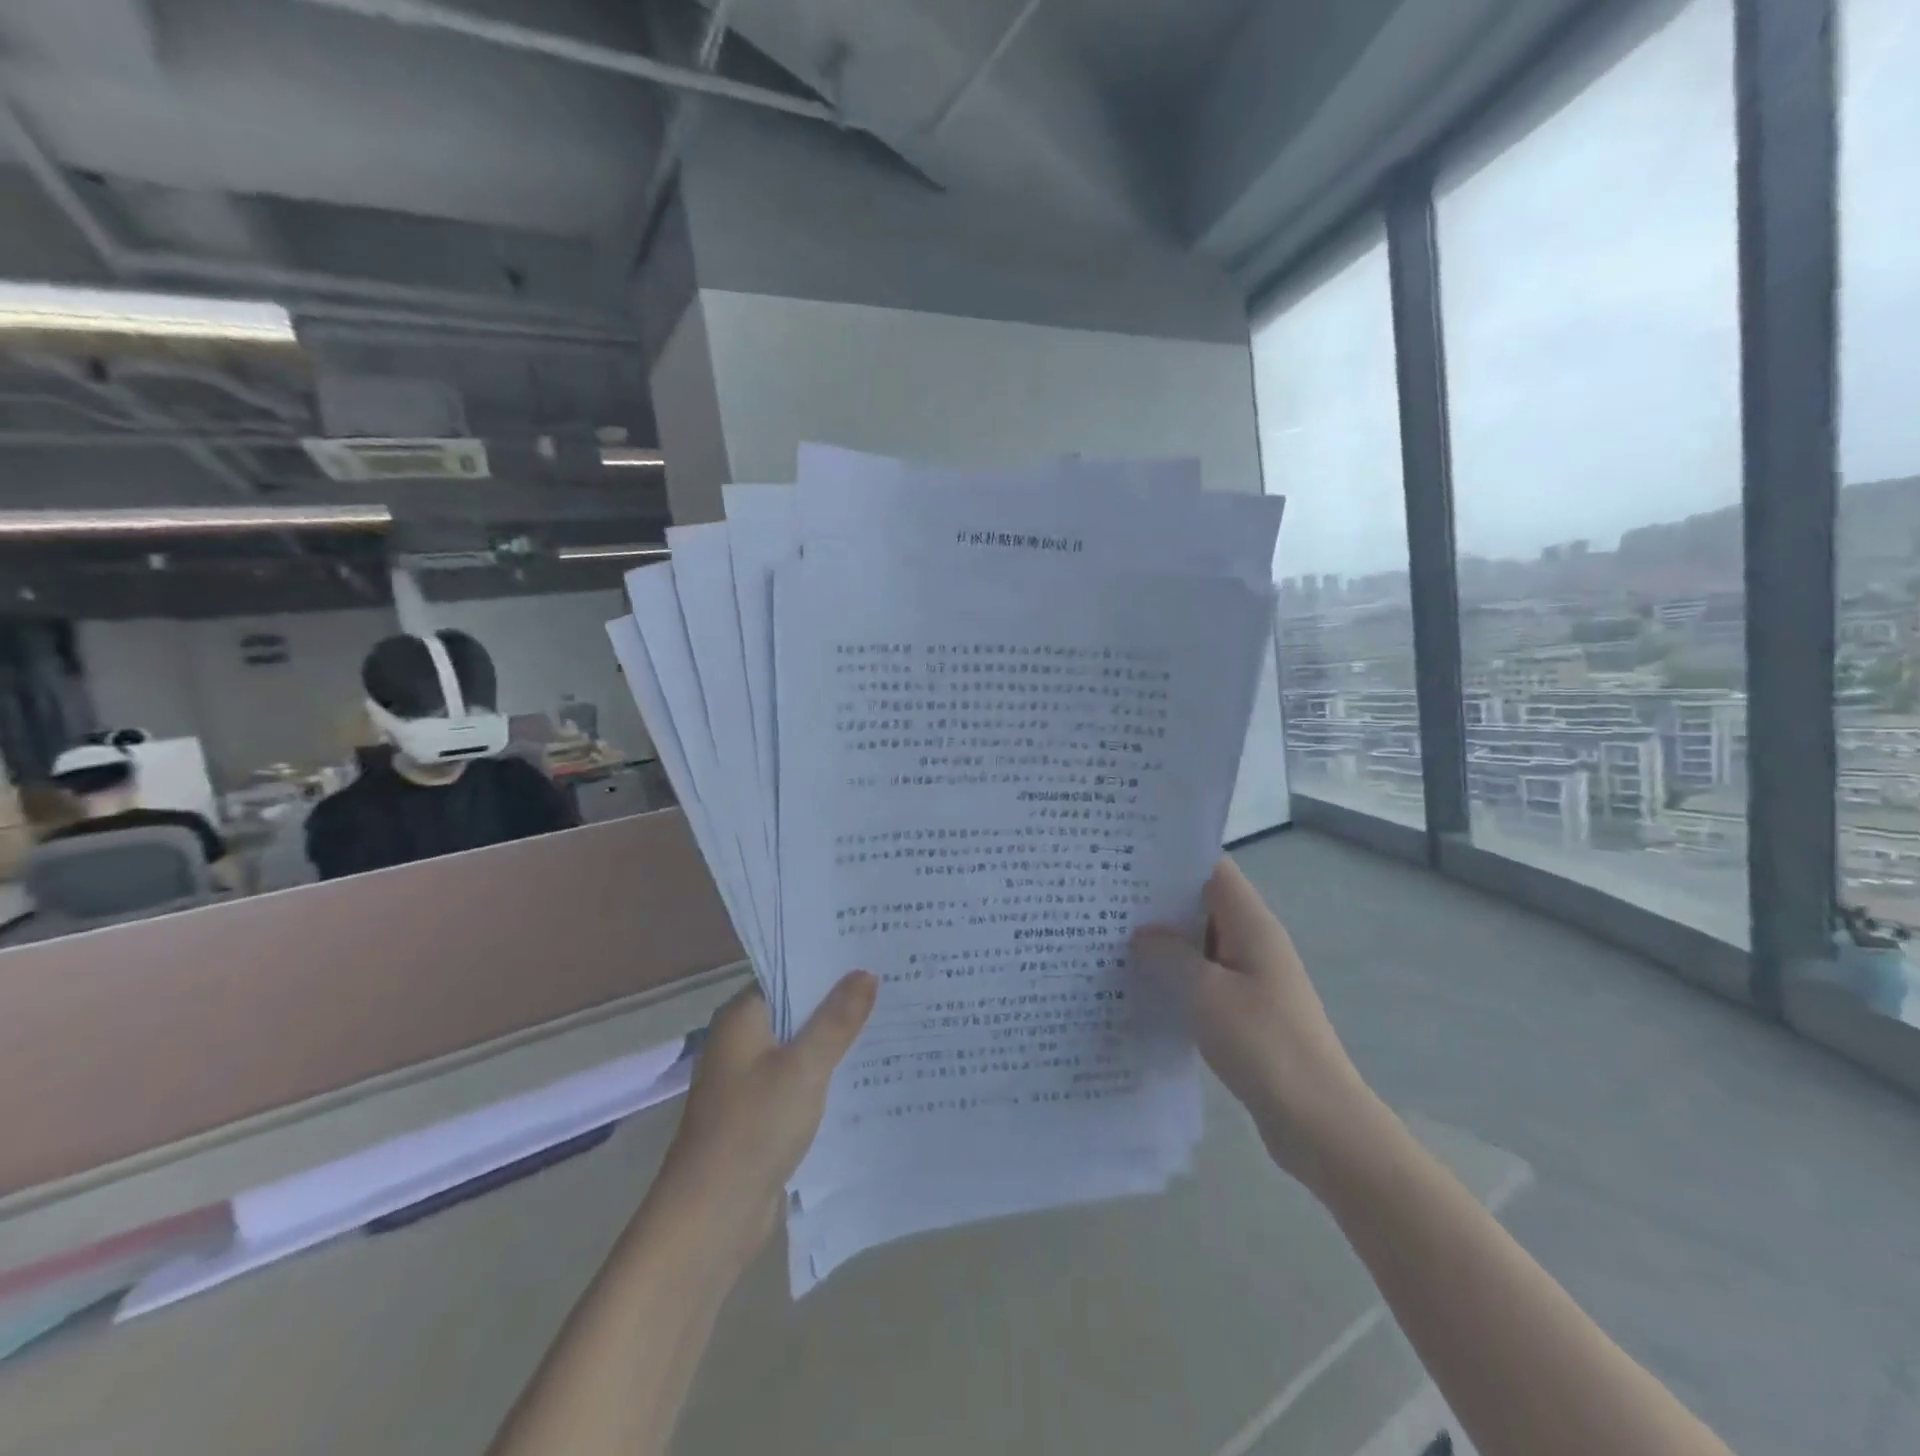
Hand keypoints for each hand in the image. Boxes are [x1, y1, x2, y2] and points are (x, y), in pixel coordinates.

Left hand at [646, 972, 877, 1271]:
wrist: (711, 1217)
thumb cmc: (754, 1127)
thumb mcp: (804, 1067)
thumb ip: (837, 1019)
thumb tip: (866, 972)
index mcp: (741, 1018)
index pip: (787, 973)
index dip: (828, 964)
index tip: (871, 953)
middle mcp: (741, 1042)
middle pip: (796, 1009)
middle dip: (839, 1001)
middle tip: (891, 983)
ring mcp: (748, 1080)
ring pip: (800, 1046)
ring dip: (835, 1039)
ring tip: (890, 1020)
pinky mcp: (759, 1114)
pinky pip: (799, 1080)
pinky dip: (826, 1074)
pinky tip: (866, 1072)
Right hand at [1131, 859, 1376, 1186]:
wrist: (1318, 1122)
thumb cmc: (1263, 1044)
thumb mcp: (1205, 993)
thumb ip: (1169, 954)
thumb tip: (1142, 933)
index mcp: (1252, 925)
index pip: (1213, 870)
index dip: (1174, 859)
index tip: (1128, 861)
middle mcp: (1254, 943)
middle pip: (1204, 904)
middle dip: (1159, 901)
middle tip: (1107, 901)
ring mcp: (1252, 978)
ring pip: (1201, 944)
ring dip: (1165, 943)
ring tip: (1112, 939)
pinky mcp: (1246, 1011)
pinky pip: (1205, 979)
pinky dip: (1176, 976)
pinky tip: (1141, 987)